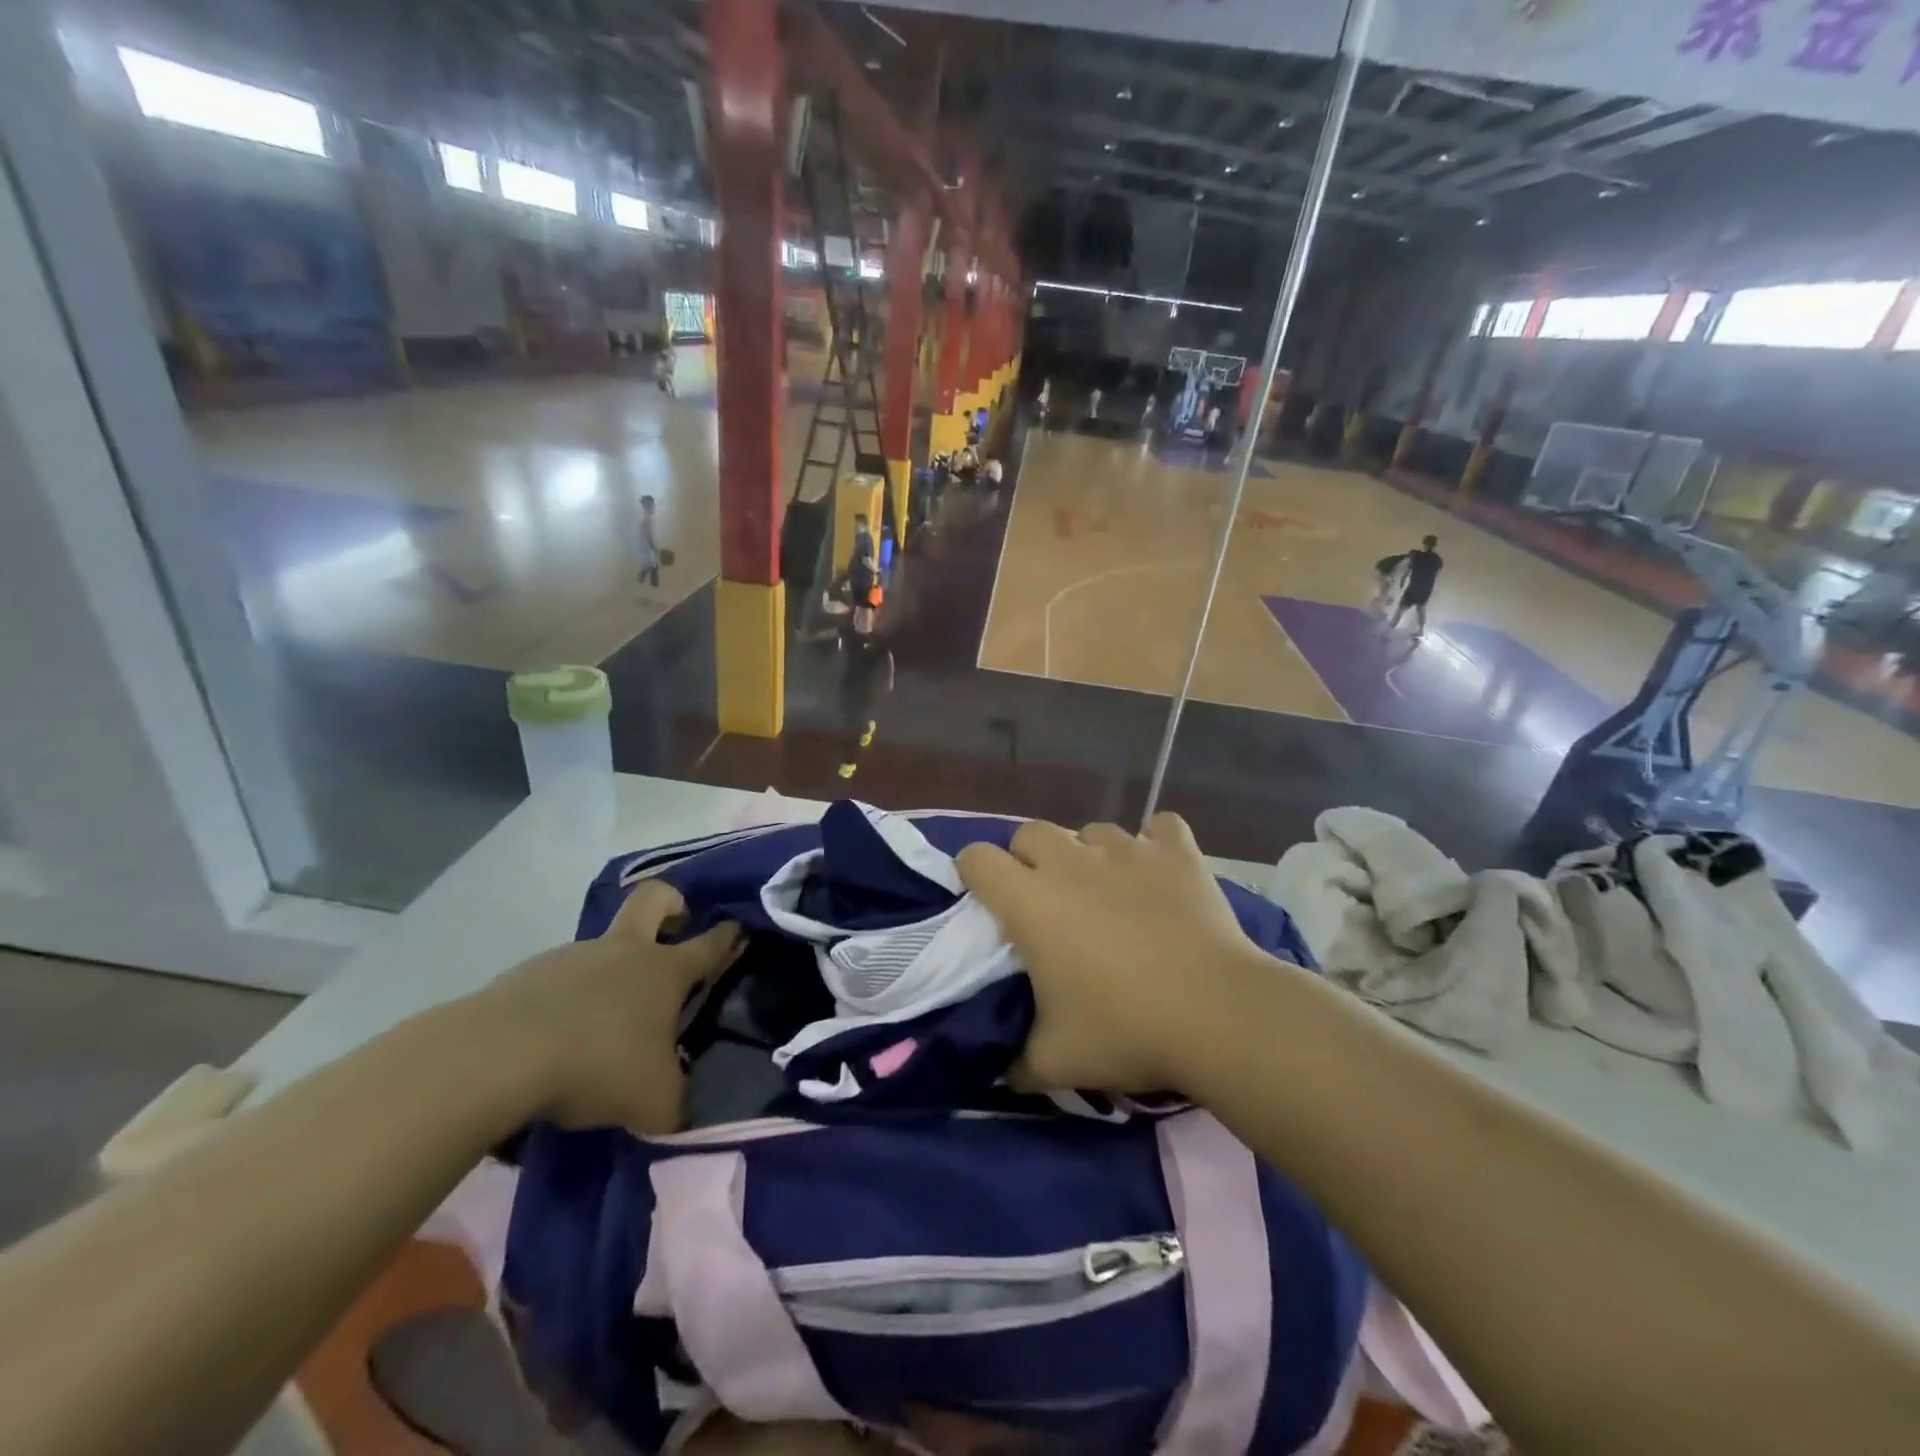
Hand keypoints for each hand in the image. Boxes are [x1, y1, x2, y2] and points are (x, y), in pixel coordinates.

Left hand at [476, 881, 739, 1134]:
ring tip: (602, 1025)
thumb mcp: (653, 1101)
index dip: (728, 935)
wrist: (498, 1056)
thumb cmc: (598, 1064)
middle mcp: (624, 951)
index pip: (710, 943)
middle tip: (674, 927)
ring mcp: (574, 957)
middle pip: (654, 898)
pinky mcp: (528, 974)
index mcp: (665, 971)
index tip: (738, 929)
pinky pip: (560, 979)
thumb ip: (674, 1102)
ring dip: (611, 971)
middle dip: (671, 903)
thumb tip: (675, 1111)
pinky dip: (567, 1000)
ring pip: (603, 947)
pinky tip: (556, 1040)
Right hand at [957, 814, 1279, 1096]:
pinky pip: (1159, 828)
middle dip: (1029, 860)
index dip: (974, 875)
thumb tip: (1001, 1073)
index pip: (977, 858)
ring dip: (1089, 856)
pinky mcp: (1177, 852)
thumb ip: (1016, 1062)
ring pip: (1091, 830)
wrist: (1218, 1015)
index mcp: (1031, 901)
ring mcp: (1127, 850)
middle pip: (1030, 833)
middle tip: (1048, 904)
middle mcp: (1072, 862)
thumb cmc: (1126, 1030)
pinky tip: (1159, 874)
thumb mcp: (1055, 1061)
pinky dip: (1155, 846)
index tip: (988, 903)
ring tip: (1108, 894)